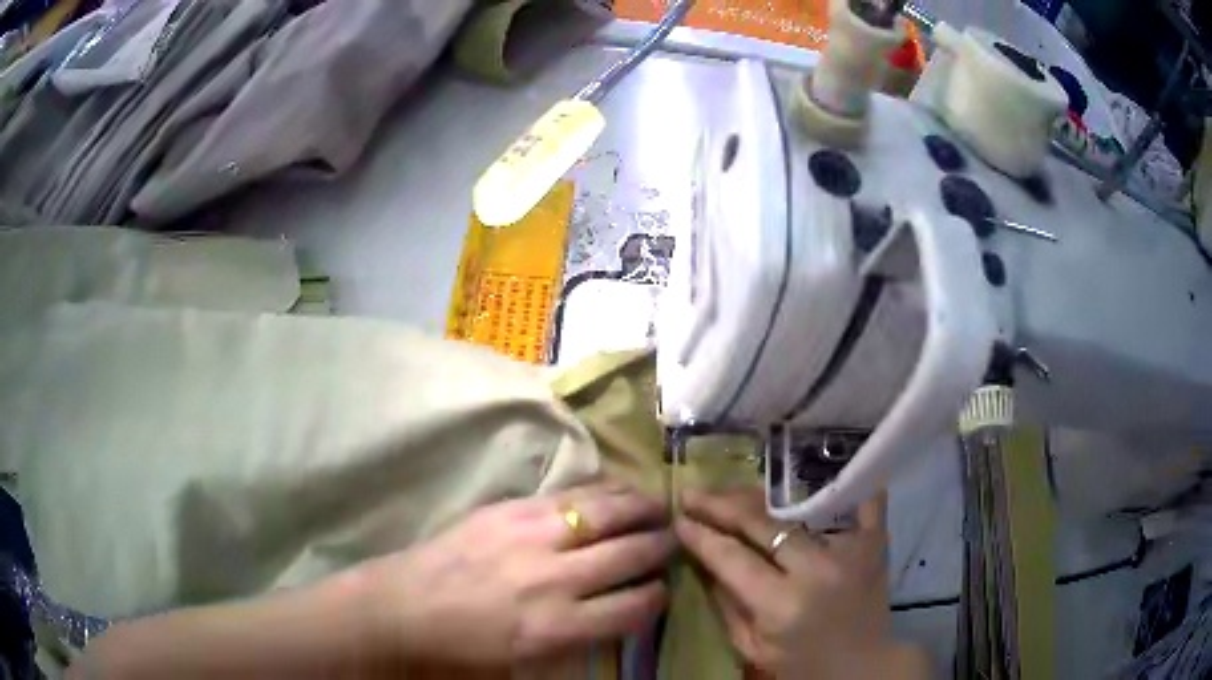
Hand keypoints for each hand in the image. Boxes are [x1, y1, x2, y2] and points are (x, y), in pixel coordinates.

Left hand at [358, 483, 673, 666]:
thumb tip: (616, 615)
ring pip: (607, 513)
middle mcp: (554, 579)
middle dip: (661, 547)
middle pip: (630, 554)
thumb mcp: (526, 666)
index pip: (635, 606)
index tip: (662, 589)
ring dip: (642, 509)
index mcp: (558, 628)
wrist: (402, 609)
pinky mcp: (510, 509)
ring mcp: (531, 536)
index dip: (658, 596)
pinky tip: (617, 491)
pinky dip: (604, 491)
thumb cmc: (462, 649)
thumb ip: (578, 641)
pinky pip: (572, 494)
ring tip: (659, 508)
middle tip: (673, 541)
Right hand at [676, 488, 926, 678]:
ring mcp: (849, 550)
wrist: (863, 668)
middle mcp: (815, 570)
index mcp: (780, 605)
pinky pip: (862, 500)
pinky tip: (820, 463)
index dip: (701, 536)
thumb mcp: (752, 649)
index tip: (678, 521)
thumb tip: (703, 561)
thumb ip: (726, 605)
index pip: (731, 558)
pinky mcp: (874, 542)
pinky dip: (845, 481)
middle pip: (761, 524)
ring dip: (759, 496)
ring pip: (798, 507)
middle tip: (692, 493)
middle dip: (720, 505)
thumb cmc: (802, 667)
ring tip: (731, 489)